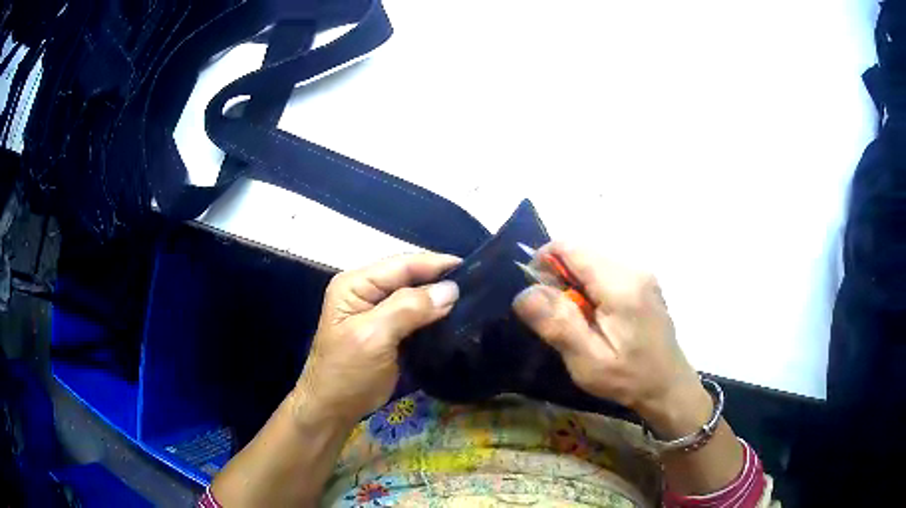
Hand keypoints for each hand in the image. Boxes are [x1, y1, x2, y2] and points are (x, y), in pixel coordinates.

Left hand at [295, 253, 460, 423]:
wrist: (333, 409)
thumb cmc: (347, 373)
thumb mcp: (373, 337)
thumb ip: (408, 308)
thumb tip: (450, 289)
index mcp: (355, 285)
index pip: (401, 265)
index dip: (436, 263)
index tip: (472, 267)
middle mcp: (366, 291)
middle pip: (409, 277)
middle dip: (440, 279)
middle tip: (479, 284)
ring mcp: (377, 311)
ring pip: (415, 295)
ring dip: (440, 297)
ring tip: (474, 297)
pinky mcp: (388, 330)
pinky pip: (415, 315)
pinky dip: (434, 315)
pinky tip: (456, 317)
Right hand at [513, 242, 711, 436]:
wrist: (668, 386)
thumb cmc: (628, 378)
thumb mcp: (588, 361)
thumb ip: (558, 324)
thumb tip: (525, 292)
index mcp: (620, 285)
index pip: (570, 247)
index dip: (544, 262)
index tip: (537, 296)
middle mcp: (633, 269)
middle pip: (581, 252)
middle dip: (559, 277)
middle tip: (557, 317)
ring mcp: (642, 273)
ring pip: (592, 261)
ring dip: (575, 283)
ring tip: (577, 321)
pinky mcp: (644, 282)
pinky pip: (606, 271)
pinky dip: (590, 287)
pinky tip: (595, 317)